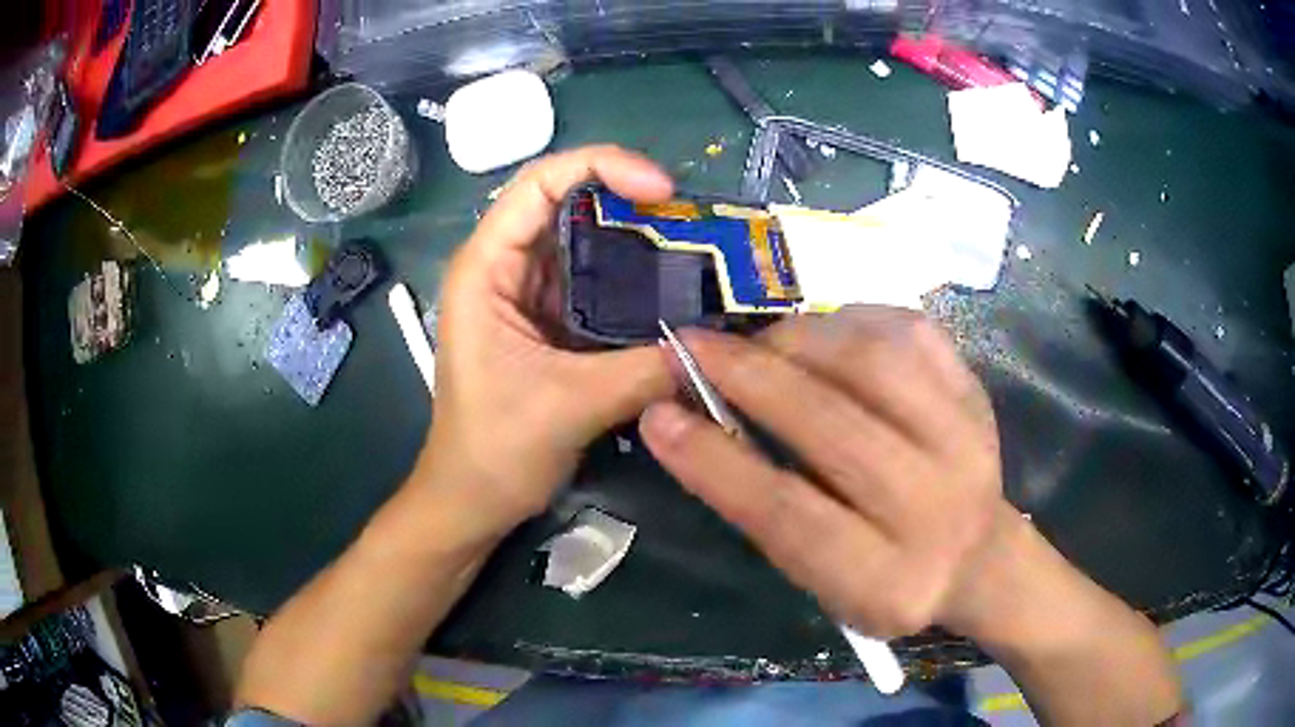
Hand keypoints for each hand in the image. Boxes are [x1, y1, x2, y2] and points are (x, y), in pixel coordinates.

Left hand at [426, 146, 675, 537]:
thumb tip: (713, 345)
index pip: (539, 183)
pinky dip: (633, 278)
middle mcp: (504, 267)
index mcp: (486, 268)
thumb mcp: (570, 406)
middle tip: (691, 220)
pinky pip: (595, 280)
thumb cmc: (495, 450)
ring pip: (584, 240)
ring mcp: (527, 293)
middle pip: (567, 202)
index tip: (662, 189)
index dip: (602, 166)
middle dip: (629, 200)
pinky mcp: (548, 320)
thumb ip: (643, 370)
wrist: (472, 499)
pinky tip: (673, 287)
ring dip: (636, 238)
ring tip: (694, 248)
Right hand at [640, 307, 1016, 637]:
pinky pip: (906, 330)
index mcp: (886, 579)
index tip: (658, 415)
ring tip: (758, 344)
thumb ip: (770, 513)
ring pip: (873, 362)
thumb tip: (697, 424)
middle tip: (690, 347)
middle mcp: (936, 506)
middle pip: (834, 427)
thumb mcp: (822, 581)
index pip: (790, 515)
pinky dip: (849, 320)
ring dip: (798, 339)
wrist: (978, 556)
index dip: (715, 463)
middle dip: (748, 377)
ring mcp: (967, 438)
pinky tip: (819, 333)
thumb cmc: (885, 577)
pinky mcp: (974, 390)